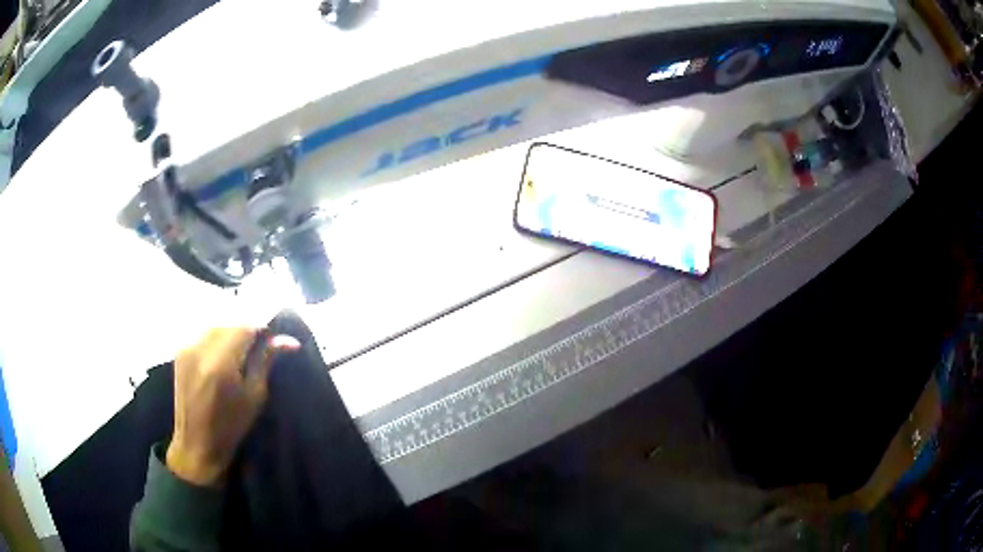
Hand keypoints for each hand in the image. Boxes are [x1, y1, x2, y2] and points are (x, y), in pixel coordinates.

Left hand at [166, 327, 299, 486]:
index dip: (262, 327)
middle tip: (261, 344)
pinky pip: (202, 330)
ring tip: (242, 347)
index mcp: (220, 363)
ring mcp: (186, 346)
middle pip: (229, 319)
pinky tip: (223, 350)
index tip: (273, 339)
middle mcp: (199, 347)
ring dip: (231, 329)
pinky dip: (216, 333)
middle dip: (247, 327)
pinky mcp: (180, 349)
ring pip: (215, 321)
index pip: (244, 325)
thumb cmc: (230, 427)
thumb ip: (266, 361)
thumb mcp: (255, 396)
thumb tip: (290, 341)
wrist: (196, 443)